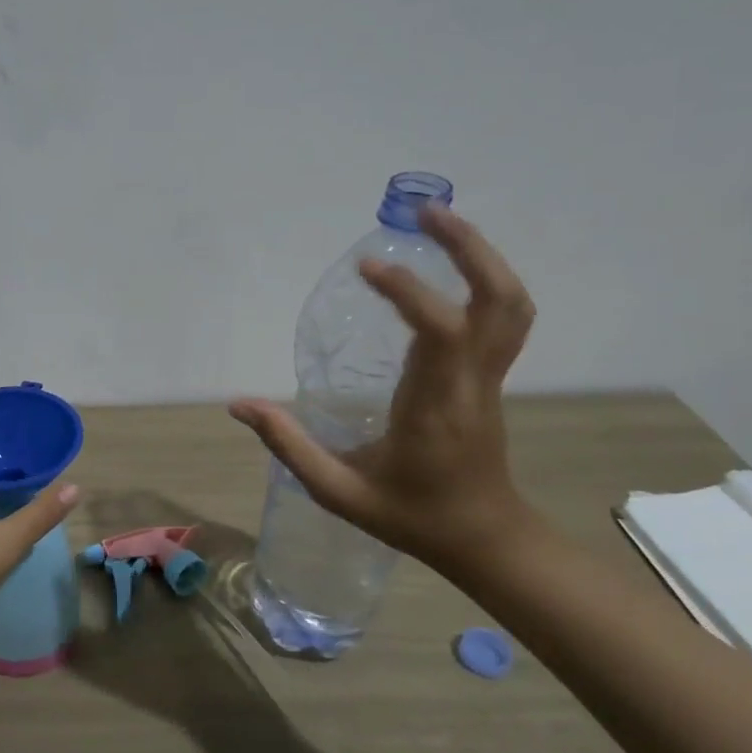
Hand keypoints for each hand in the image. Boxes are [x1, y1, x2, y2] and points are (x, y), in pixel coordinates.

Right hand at [229, 206, 535, 568]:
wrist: (484, 540)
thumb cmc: (411, 516)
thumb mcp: (339, 492)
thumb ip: (289, 447)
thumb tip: (239, 405)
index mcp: (436, 407)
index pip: (441, 332)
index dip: (409, 291)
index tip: (366, 268)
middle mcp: (472, 383)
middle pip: (498, 300)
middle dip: (468, 248)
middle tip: (425, 212)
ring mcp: (490, 378)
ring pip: (511, 304)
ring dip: (482, 257)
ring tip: (440, 224)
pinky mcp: (491, 377)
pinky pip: (503, 317)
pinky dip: (484, 280)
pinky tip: (450, 269)